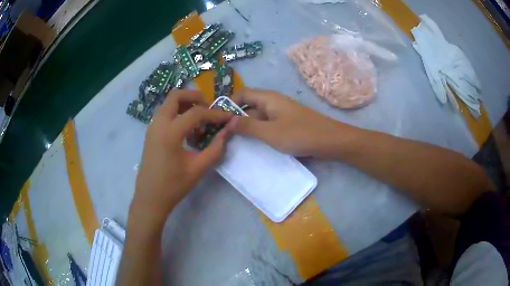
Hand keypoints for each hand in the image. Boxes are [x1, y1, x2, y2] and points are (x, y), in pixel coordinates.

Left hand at [130, 90, 232, 225]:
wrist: (150, 198)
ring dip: (185, 104)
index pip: (195, 112)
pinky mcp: (151, 133)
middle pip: (176, 95)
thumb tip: (228, 132)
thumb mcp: (198, 168)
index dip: (214, 113)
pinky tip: (186, 131)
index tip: (228, 117)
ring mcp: (152, 127)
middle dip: (194, 97)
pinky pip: (165, 113)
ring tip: (199, 121)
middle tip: (208, 108)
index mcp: (170, 132)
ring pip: (168, 103)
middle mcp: (158, 123)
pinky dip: (177, 113)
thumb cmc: (173, 185)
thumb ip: (215, 148)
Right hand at [232, 88, 353, 157]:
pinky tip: (255, 145)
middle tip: (224, 135)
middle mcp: (273, 102)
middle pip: (249, 106)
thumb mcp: (270, 132)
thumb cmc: (300, 134)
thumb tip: (227, 121)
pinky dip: (259, 132)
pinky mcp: (287, 123)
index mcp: (268, 98)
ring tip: (235, 142)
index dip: (229, 104)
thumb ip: (248, 126)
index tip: (219, 120)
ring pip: (258, 117)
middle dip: (236, 119)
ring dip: (248, 128)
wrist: (330, 141)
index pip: (242, 94)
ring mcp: (281, 113)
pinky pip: (268, 125)